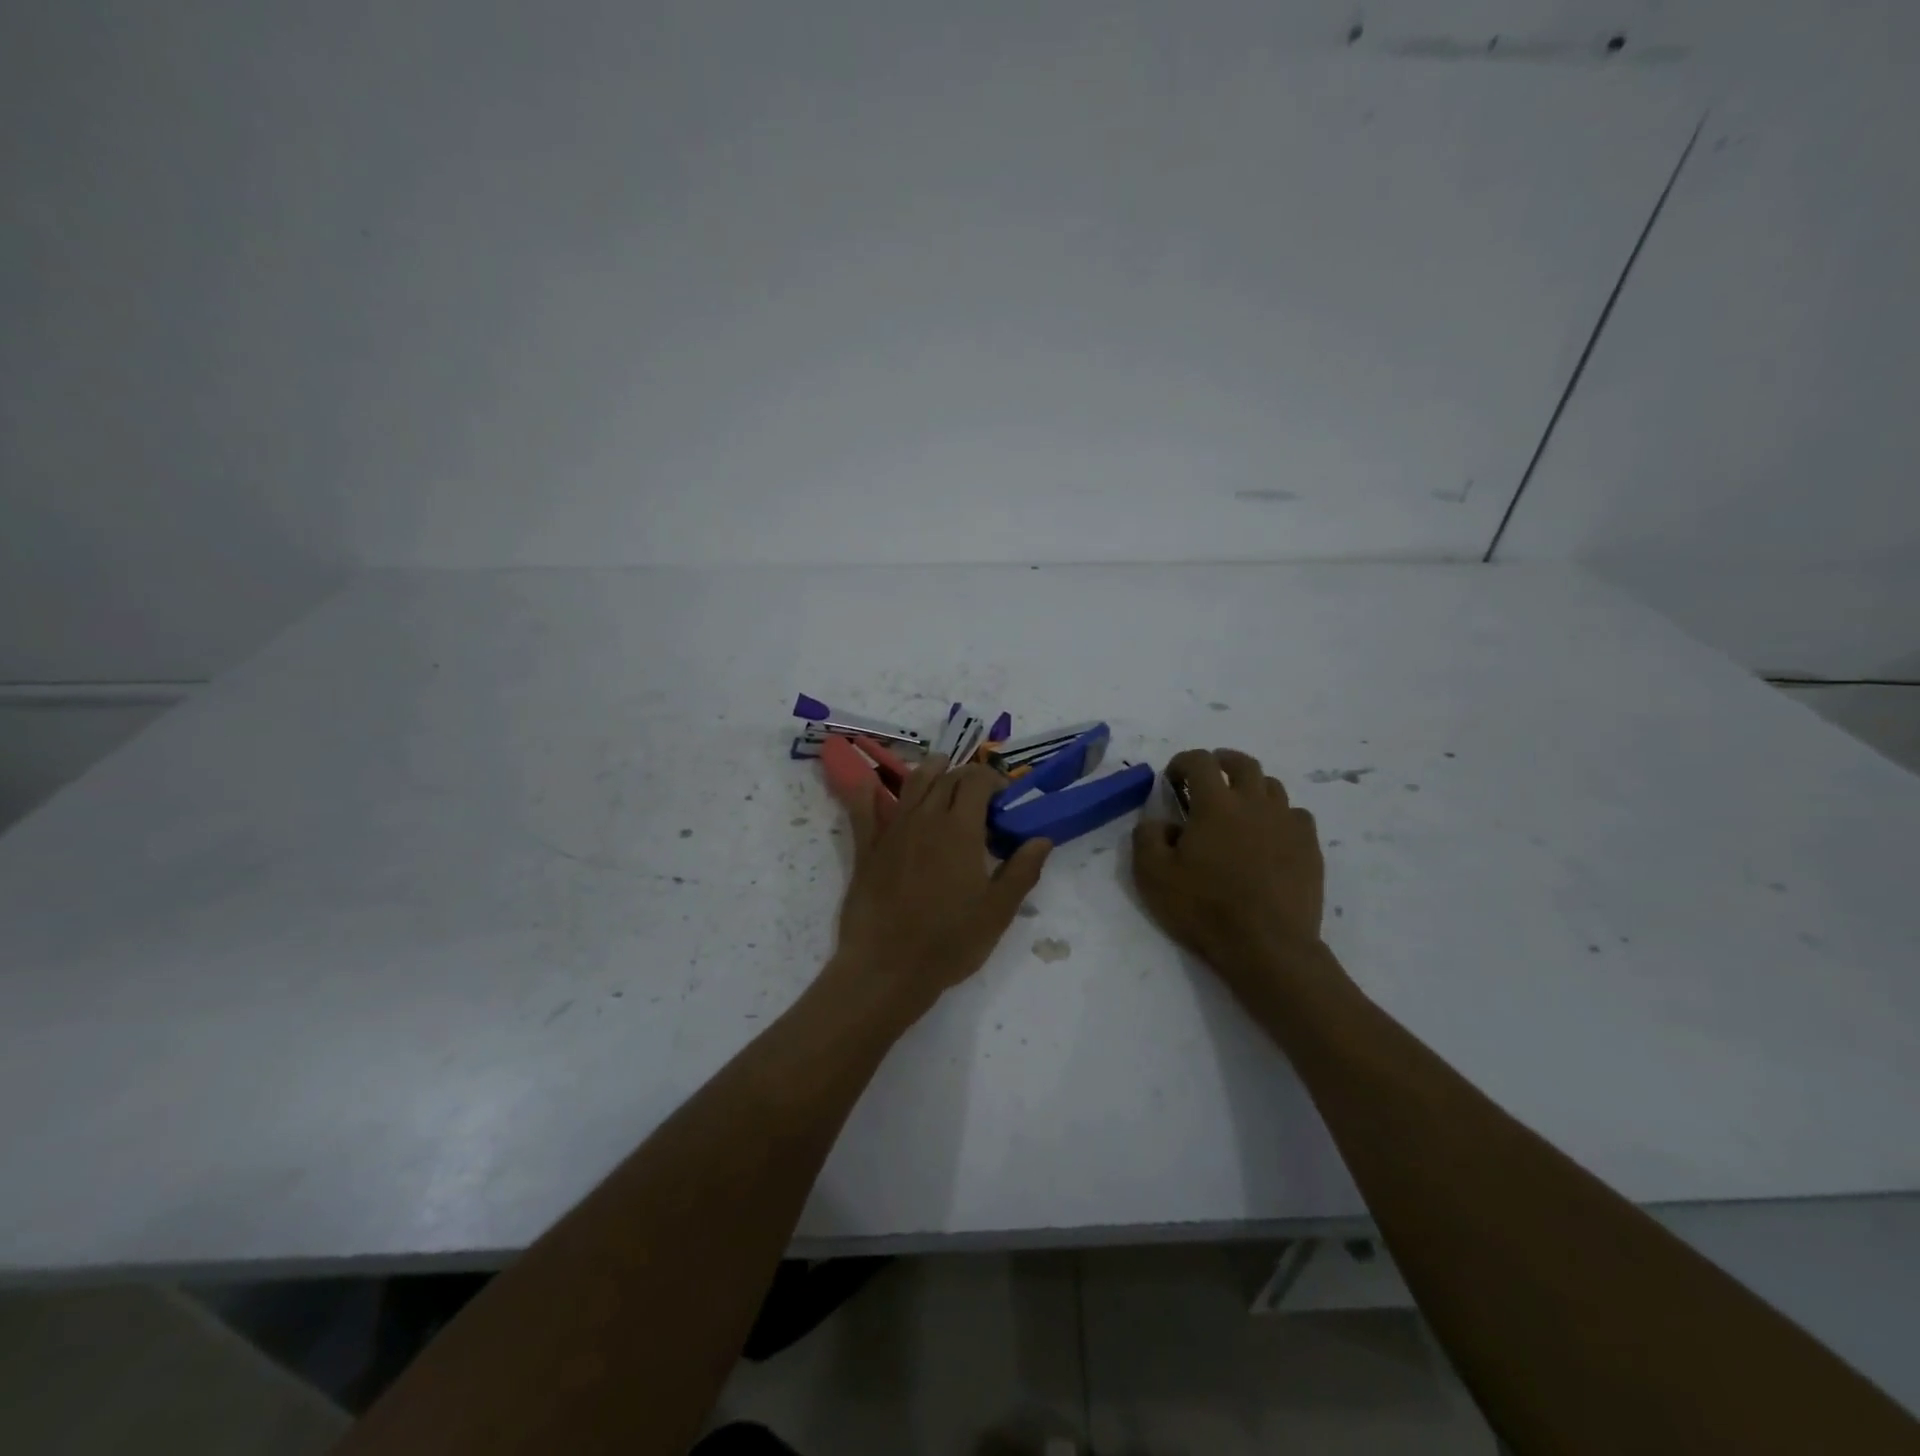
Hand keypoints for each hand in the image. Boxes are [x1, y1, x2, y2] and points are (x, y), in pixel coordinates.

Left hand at [828, 756, 1051, 1018]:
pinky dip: (867, 791)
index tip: (1004, 797)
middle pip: (946, 778)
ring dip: (930, 772)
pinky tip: (868, 781)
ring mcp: (892, 830)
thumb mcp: (998, 912)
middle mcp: (925, 818)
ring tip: (941, 772)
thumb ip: (1022, 870)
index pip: (976, 781)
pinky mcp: (867, 848)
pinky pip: (863, 810)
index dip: (993, 780)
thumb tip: (1042, 839)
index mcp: (960, 829)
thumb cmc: (950, 941)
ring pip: (911, 784)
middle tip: (979, 796)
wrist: (888, 967)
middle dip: (966, 777)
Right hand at [1132, 748, 1327, 1000]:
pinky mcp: (1310, 847)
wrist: (1267, 947)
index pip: (1200, 761)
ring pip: (1272, 786)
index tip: (1172, 778)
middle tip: (1208, 778)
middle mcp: (1254, 803)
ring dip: (1251, 788)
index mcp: (1215, 804)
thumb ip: (1147, 837)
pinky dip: (1279, 816)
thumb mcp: (1153, 876)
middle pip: (1242, 763)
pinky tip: (1269, 837)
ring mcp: (1287, 823)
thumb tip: (1158, 821)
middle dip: (1221, 762)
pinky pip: (1296, 815)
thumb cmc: (1204, 908)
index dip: (1182, 762)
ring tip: (1238, 808)